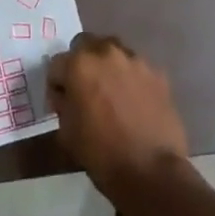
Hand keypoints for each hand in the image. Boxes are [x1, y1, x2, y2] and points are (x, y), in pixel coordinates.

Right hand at [48, 34, 190, 202]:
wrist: (150, 171)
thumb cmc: (101, 153)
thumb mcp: (66, 132)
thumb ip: (63, 103)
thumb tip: (66, 94)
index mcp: (80, 65)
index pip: (57, 63)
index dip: (57, 83)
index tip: (61, 100)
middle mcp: (107, 53)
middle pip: (86, 45)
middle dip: (82, 62)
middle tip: (85, 88)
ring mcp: (135, 60)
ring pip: (114, 51)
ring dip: (108, 66)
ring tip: (112, 92)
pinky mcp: (157, 73)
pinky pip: (137, 68)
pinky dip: (131, 78)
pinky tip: (134, 101)